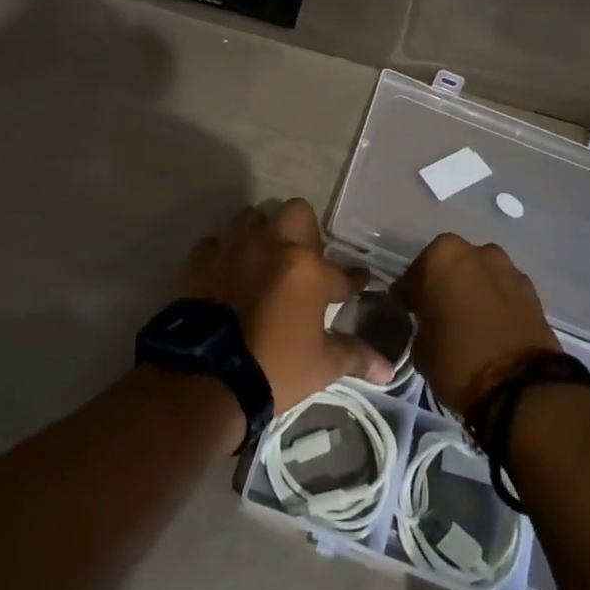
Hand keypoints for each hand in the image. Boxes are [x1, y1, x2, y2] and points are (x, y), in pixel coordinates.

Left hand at [174, 199, 392, 412]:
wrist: (206, 378)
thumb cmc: (273, 368)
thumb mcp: (322, 366)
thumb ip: (355, 356)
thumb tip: (388, 369)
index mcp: (308, 267)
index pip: (342, 270)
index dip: (353, 279)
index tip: (358, 282)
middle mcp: (273, 244)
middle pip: (296, 212)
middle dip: (304, 230)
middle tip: (303, 260)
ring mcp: (234, 247)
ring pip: (253, 217)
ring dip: (262, 232)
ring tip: (263, 258)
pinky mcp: (201, 259)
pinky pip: (216, 243)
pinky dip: (224, 254)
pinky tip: (227, 274)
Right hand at [390, 233, 559, 413]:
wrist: (522, 387)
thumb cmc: (458, 361)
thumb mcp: (421, 347)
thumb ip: (423, 322)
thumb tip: (430, 322)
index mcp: (441, 257)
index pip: (414, 274)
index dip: (409, 295)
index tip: (408, 311)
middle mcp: (476, 252)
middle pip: (452, 265)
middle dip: (444, 284)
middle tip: (439, 312)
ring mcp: (508, 269)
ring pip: (481, 275)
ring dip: (474, 291)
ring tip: (470, 320)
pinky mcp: (532, 292)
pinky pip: (503, 292)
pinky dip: (496, 303)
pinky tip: (492, 327)